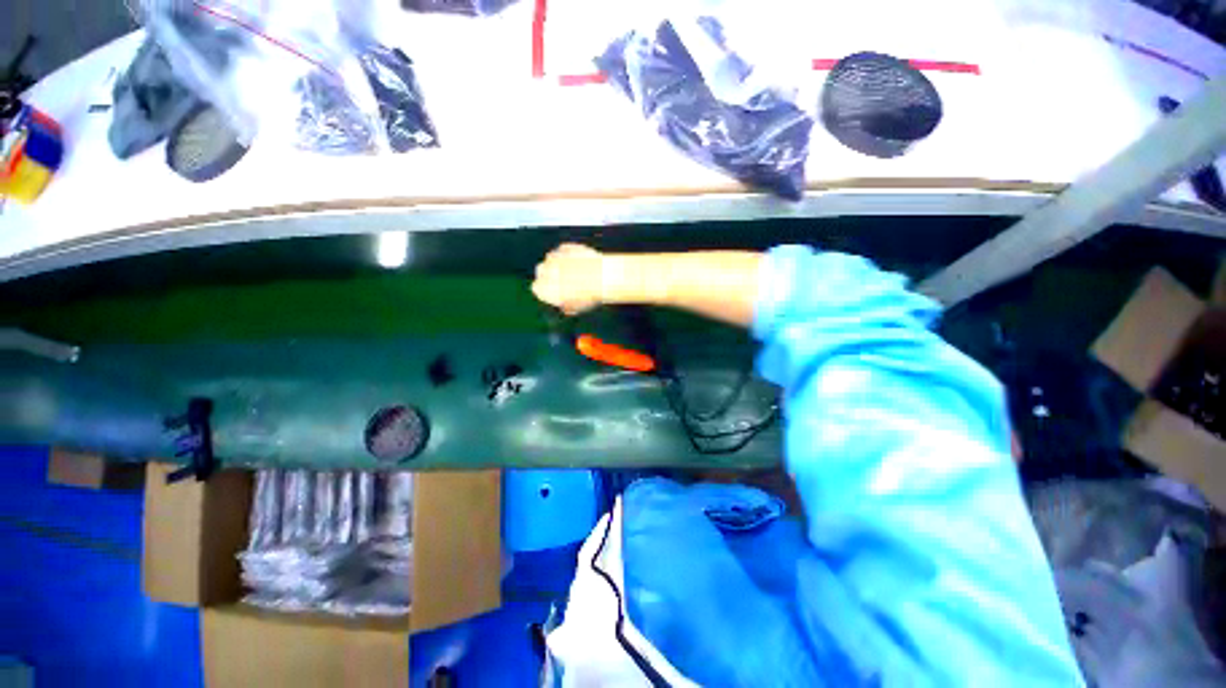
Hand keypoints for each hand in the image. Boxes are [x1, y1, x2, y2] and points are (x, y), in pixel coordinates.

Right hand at [532, 244, 605, 314]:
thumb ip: (565, 306)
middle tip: (564, 280)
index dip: (547, 290)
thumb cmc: (589, 295)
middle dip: (550, 274)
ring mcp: (554, 257)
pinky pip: (562, 250)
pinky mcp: (564, 247)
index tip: (555, 292)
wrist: (602, 277)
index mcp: (543, 289)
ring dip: (558, 263)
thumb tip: (564, 305)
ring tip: (575, 270)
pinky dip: (568, 255)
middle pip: (541, 271)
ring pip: (551, 259)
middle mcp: (544, 271)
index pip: (537, 289)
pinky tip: (579, 261)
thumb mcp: (576, 308)